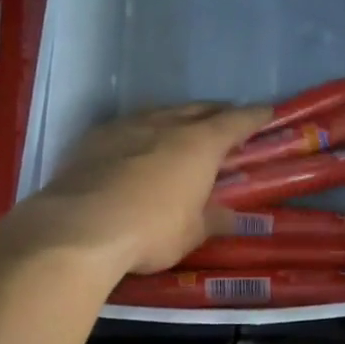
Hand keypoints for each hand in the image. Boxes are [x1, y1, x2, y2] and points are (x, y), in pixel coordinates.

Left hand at [19, 102, 272, 276]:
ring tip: (181, 128)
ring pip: (159, 113)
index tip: (266, 112)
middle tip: (225, 120)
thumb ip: (212, 219)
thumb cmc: (149, 231)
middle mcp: (165, 125)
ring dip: (176, 118)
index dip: (253, 117)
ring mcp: (125, 127)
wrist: (78, 228)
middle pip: (197, 110)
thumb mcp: (190, 234)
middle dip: (215, 113)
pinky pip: (126, 127)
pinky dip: (140, 132)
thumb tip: (230, 216)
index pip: (235, 122)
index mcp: (198, 144)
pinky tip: (135, 145)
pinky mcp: (93, 138)